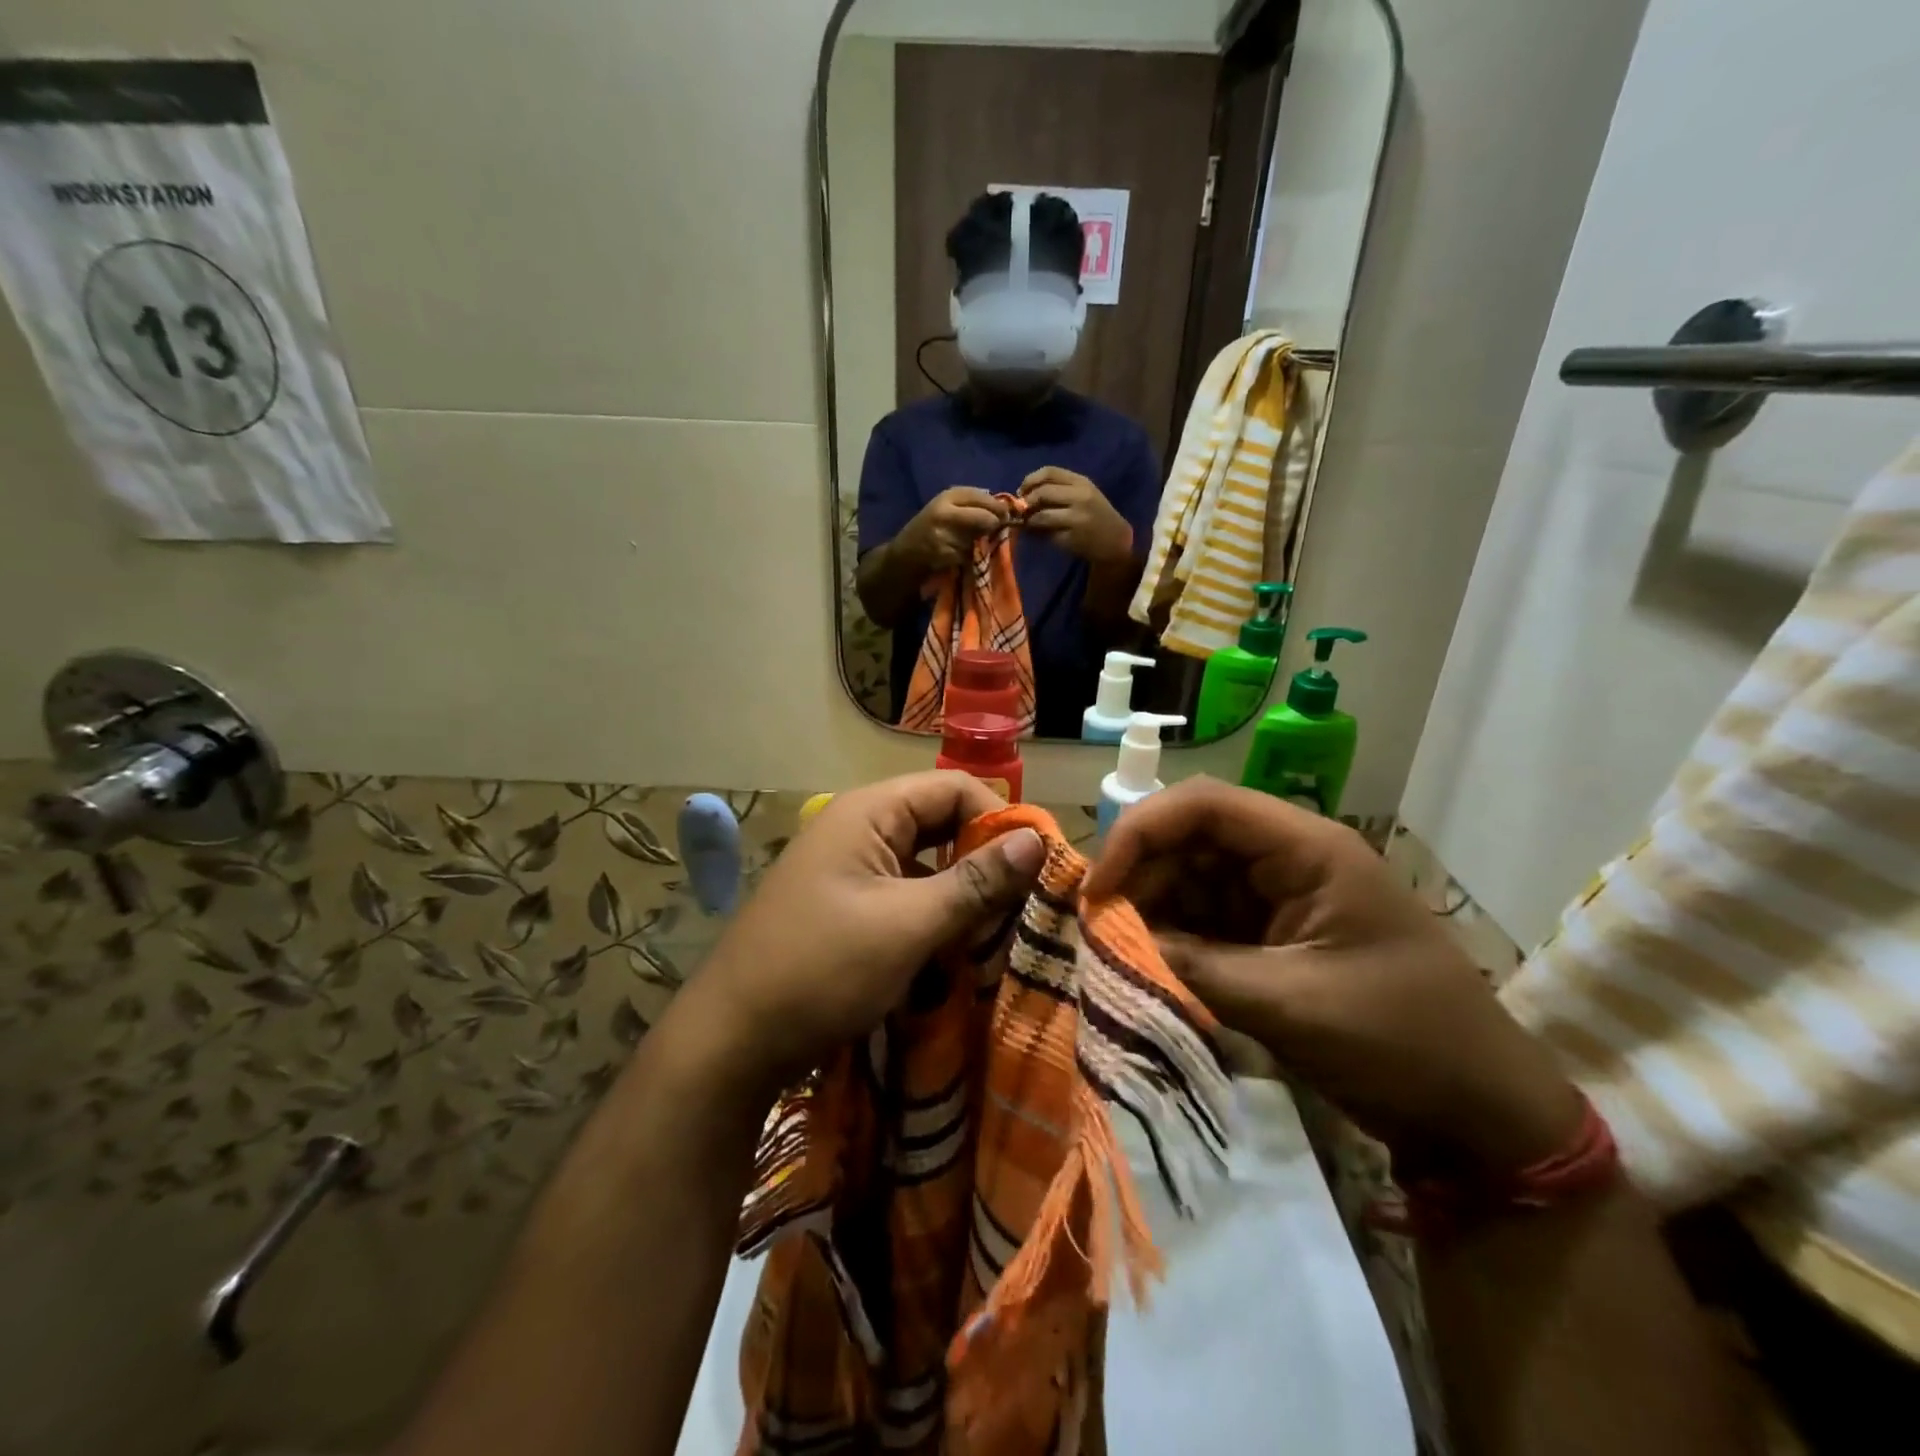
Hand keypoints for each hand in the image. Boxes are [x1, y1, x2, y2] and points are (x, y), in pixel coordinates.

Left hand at [675, 773, 1044, 1098]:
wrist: (732, 1040)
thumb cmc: (823, 969)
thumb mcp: (909, 924)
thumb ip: (976, 882)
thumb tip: (1037, 840)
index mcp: (869, 812)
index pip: (954, 788)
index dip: (999, 819)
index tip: (1037, 867)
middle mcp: (858, 828)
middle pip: (940, 821)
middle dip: (984, 857)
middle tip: (1025, 901)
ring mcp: (848, 868)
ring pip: (925, 861)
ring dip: (962, 889)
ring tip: (999, 928)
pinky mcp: (845, 905)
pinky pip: (904, 892)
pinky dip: (934, 912)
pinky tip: (956, 946)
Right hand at [898, 487, 1009, 573]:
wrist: (905, 554)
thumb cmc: (930, 528)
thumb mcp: (947, 507)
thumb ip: (972, 503)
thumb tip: (1003, 506)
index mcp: (947, 496)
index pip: (982, 497)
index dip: (997, 507)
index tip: (1006, 514)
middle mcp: (945, 511)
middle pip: (985, 517)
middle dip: (993, 524)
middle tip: (994, 529)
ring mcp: (944, 534)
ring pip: (978, 538)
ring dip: (979, 542)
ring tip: (966, 542)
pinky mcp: (944, 554)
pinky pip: (968, 554)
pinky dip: (968, 556)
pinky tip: (956, 554)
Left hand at [1019, 467, 1134, 564]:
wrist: (1116, 540)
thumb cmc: (1096, 516)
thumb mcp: (1082, 495)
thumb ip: (1058, 491)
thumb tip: (1023, 495)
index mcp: (1081, 482)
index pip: (1049, 472)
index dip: (1030, 480)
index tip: (1022, 491)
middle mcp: (1080, 496)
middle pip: (1042, 492)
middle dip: (1026, 501)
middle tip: (1022, 510)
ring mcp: (1076, 518)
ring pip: (1041, 515)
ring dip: (1029, 521)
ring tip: (1028, 524)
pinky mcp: (1072, 537)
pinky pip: (1046, 534)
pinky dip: (1037, 534)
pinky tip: (1038, 535)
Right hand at [1084, 778, 1581, 1172]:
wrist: (1479, 1111)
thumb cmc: (1401, 1041)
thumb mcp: (1290, 1004)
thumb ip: (1194, 968)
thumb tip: (1112, 944)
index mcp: (1307, 849)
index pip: (1204, 804)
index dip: (1140, 832)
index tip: (1100, 888)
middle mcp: (1289, 858)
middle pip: (1191, 837)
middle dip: (1141, 876)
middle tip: (1100, 928)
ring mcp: (1281, 895)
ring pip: (1192, 877)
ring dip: (1152, 908)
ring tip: (1118, 950)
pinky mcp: (1273, 932)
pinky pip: (1207, 917)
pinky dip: (1173, 936)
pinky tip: (1149, 963)